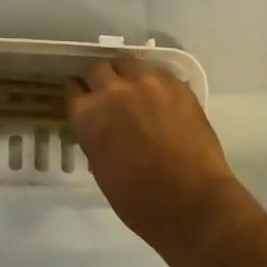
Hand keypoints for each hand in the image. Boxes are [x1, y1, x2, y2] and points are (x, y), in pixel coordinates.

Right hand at [67, 56, 253, 266]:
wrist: (193, 203)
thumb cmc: (140, 201)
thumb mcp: (101, 170)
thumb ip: (95, 137)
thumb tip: (100, 127)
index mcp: (88, 114)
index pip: (72, 88)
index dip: (79, 95)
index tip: (84, 100)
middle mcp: (112, 90)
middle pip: (97, 68)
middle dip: (99, 80)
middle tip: (109, 95)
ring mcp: (146, 82)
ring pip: (127, 63)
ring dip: (126, 75)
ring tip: (136, 92)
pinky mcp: (175, 84)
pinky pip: (158, 72)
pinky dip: (155, 82)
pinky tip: (161, 99)